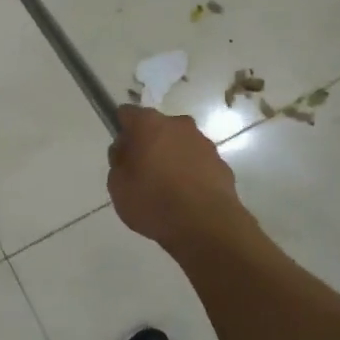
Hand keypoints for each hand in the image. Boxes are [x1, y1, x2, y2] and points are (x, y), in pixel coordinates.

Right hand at [107, 106, 244, 247]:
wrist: (206, 226)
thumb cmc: (153, 201)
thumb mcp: (117, 185)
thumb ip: (118, 161)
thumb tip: (127, 151)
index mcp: (149, 124)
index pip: (127, 113)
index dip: (121, 129)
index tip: (121, 152)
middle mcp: (179, 125)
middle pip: (157, 127)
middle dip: (149, 144)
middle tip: (141, 173)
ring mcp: (204, 143)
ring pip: (180, 145)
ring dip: (172, 159)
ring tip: (166, 190)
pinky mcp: (222, 164)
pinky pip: (198, 164)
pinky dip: (191, 174)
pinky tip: (186, 199)